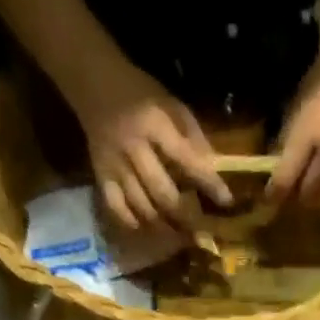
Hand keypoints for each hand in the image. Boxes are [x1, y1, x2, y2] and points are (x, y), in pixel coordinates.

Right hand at [74, 60, 230, 233]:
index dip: (208, 182)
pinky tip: (148, 230)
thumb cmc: (139, 93)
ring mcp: (113, 163)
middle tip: (202, 233)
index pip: (186, 159)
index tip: (226, 200)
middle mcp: (132, 146)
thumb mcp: (171, 103)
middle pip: (162, 192)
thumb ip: (192, 135)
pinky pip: (116, 207)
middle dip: (185, 216)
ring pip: (140, 205)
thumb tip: (213, 169)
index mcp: (153, 123)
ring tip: (180, 237)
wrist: (92, 82)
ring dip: (163, 226)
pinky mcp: (100, 174)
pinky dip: (132, 222)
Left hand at [267, 44, 319, 210]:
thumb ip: (286, 140)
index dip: (273, 195)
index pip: (285, 179)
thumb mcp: (297, 105)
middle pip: (307, 194)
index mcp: (307, 133)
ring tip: (308, 194)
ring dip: (315, 200)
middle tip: (289, 195)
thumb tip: (275, 170)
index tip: (267, 200)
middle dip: (294, 199)